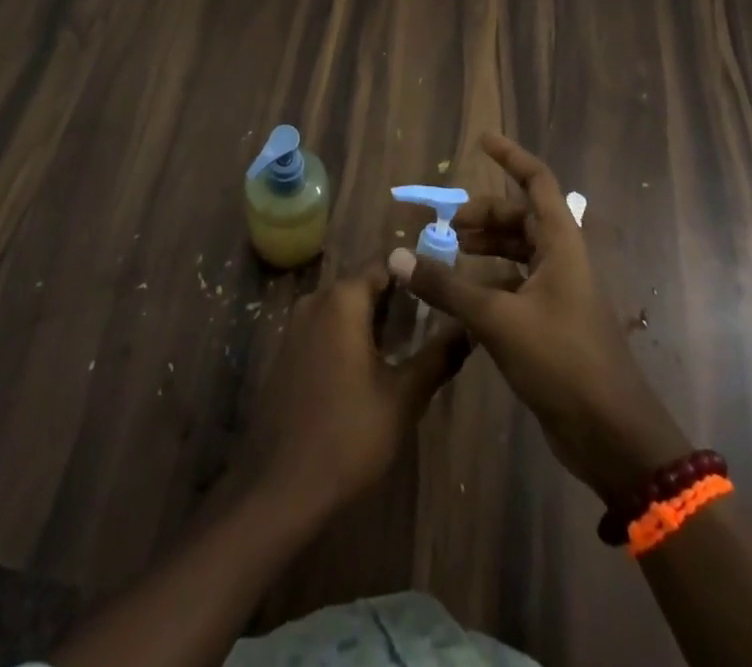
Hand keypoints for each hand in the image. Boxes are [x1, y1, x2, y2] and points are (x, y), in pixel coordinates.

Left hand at [241, 262, 469, 516]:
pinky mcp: (288, 351)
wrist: (282, 484)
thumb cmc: (349, 435)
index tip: (443, 288)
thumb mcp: (404, 397)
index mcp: (342, 300)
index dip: (415, 275)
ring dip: (374, 319)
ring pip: (344, 307)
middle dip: (397, 298)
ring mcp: (296, 325)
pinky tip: (374, 364)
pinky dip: (351, 334)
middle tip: (435, 318)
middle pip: (364, 285)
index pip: (385, 266)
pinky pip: (326, 327)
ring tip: (412, 341)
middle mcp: (316, 301)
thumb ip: (438, 357)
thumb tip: (469, 328)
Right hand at [390, 134, 689, 511]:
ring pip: (516, 253)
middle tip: (444, 224)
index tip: (481, 141)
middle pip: (520, 218)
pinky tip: (458, 299)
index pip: (537, 181)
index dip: (511, 157)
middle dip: (482, 214)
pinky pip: (514, 285)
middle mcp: (561, 260)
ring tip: (445, 254)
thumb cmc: (563, 361)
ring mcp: (558, 293)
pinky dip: (486, 282)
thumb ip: (446, 286)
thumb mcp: (497, 319)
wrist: (613, 438)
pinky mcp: (551, 324)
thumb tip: (397, 258)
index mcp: (561, 244)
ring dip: (483, 248)